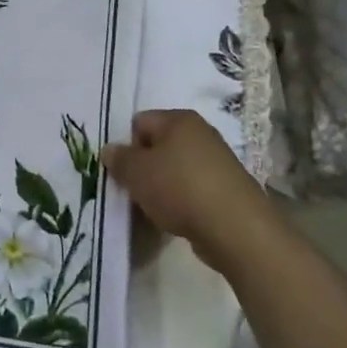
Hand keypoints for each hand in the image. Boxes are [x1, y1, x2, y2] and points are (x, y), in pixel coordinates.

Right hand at [102, 109, 268, 267]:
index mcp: (179, 119)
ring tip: (159, 209)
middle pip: (159, 145)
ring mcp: (219, 161)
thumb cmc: (179, 189)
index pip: (140, 122)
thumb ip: (119, 159)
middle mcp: (201, 132)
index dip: (128, 146)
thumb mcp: (137, 173)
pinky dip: (185, 201)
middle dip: (146, 167)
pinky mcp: (229, 188)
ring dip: (164, 186)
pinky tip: (181, 219)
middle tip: (138, 191)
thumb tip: (110, 150)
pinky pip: (195, 188)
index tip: (126, 173)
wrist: (236, 228)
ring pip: (177, 169)